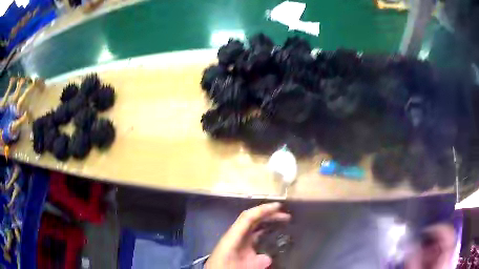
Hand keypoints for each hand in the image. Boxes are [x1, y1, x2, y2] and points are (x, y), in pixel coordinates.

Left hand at [205, 202, 290, 268]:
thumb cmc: (225, 268)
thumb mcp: (242, 267)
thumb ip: (255, 262)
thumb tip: (267, 257)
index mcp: (232, 237)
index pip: (247, 218)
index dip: (262, 210)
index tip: (278, 207)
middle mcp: (234, 235)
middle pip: (251, 219)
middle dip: (268, 214)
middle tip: (285, 215)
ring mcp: (235, 240)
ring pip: (252, 226)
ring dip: (266, 222)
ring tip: (282, 220)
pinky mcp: (237, 247)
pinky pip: (252, 236)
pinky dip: (262, 231)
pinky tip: (271, 235)